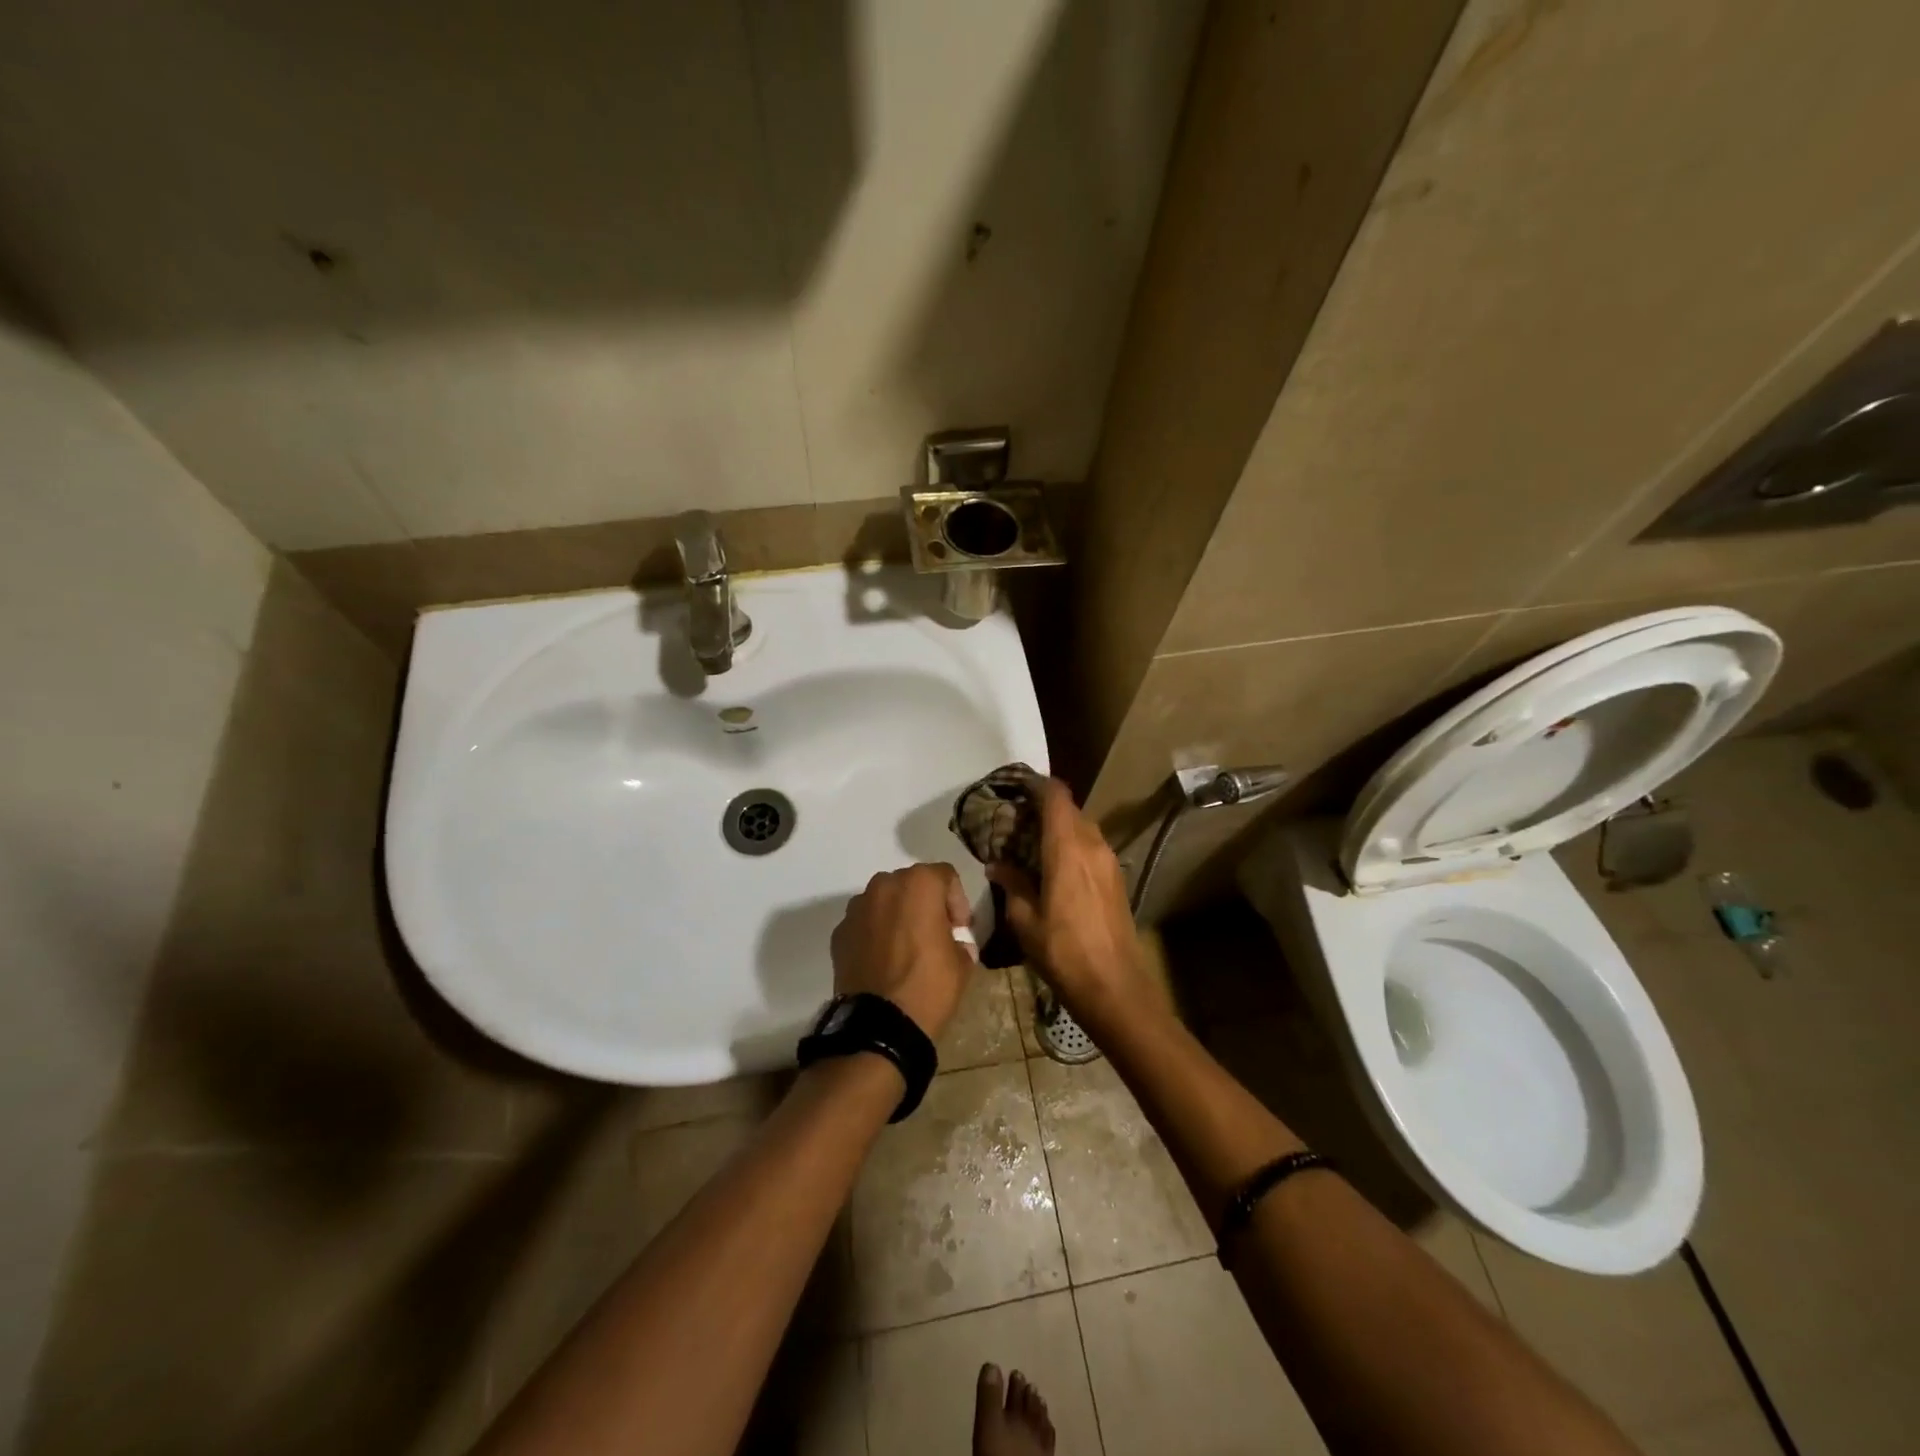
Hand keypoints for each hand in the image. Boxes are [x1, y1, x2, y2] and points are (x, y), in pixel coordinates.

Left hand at [830, 863, 976, 1038]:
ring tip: (906, 948)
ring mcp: (857, 908)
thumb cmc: (929, 986)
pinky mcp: (839, 932)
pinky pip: (864, 924)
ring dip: (897, 916)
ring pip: (884, 901)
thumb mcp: (962, 963)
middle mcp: (884, 885)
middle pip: (911, 883)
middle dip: (925, 904)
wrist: (879, 1025)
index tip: (960, 929)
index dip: (957, 901)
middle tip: (935, 934)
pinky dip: (874, 934)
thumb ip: (960, 941)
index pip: (945, 876)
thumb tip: (954, 942)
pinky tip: (883, 961)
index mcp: (919, 884)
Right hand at [986, 779, 1152, 1022]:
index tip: (1013, 788)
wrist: (1114, 986)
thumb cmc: (1063, 951)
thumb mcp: (1025, 919)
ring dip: (1058, 829)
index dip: (1035, 785)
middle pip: (1069, 809)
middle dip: (1042, 809)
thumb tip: (998, 864)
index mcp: (1068, 847)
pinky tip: (1053, 868)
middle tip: (1014, 822)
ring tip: (1030, 845)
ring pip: (1082, 828)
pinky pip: (1091, 848)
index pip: (1055, 795)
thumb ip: (1012, 884)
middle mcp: (1093, 845)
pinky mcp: (1116, 879)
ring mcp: (1109, 861)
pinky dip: (1071, 846)